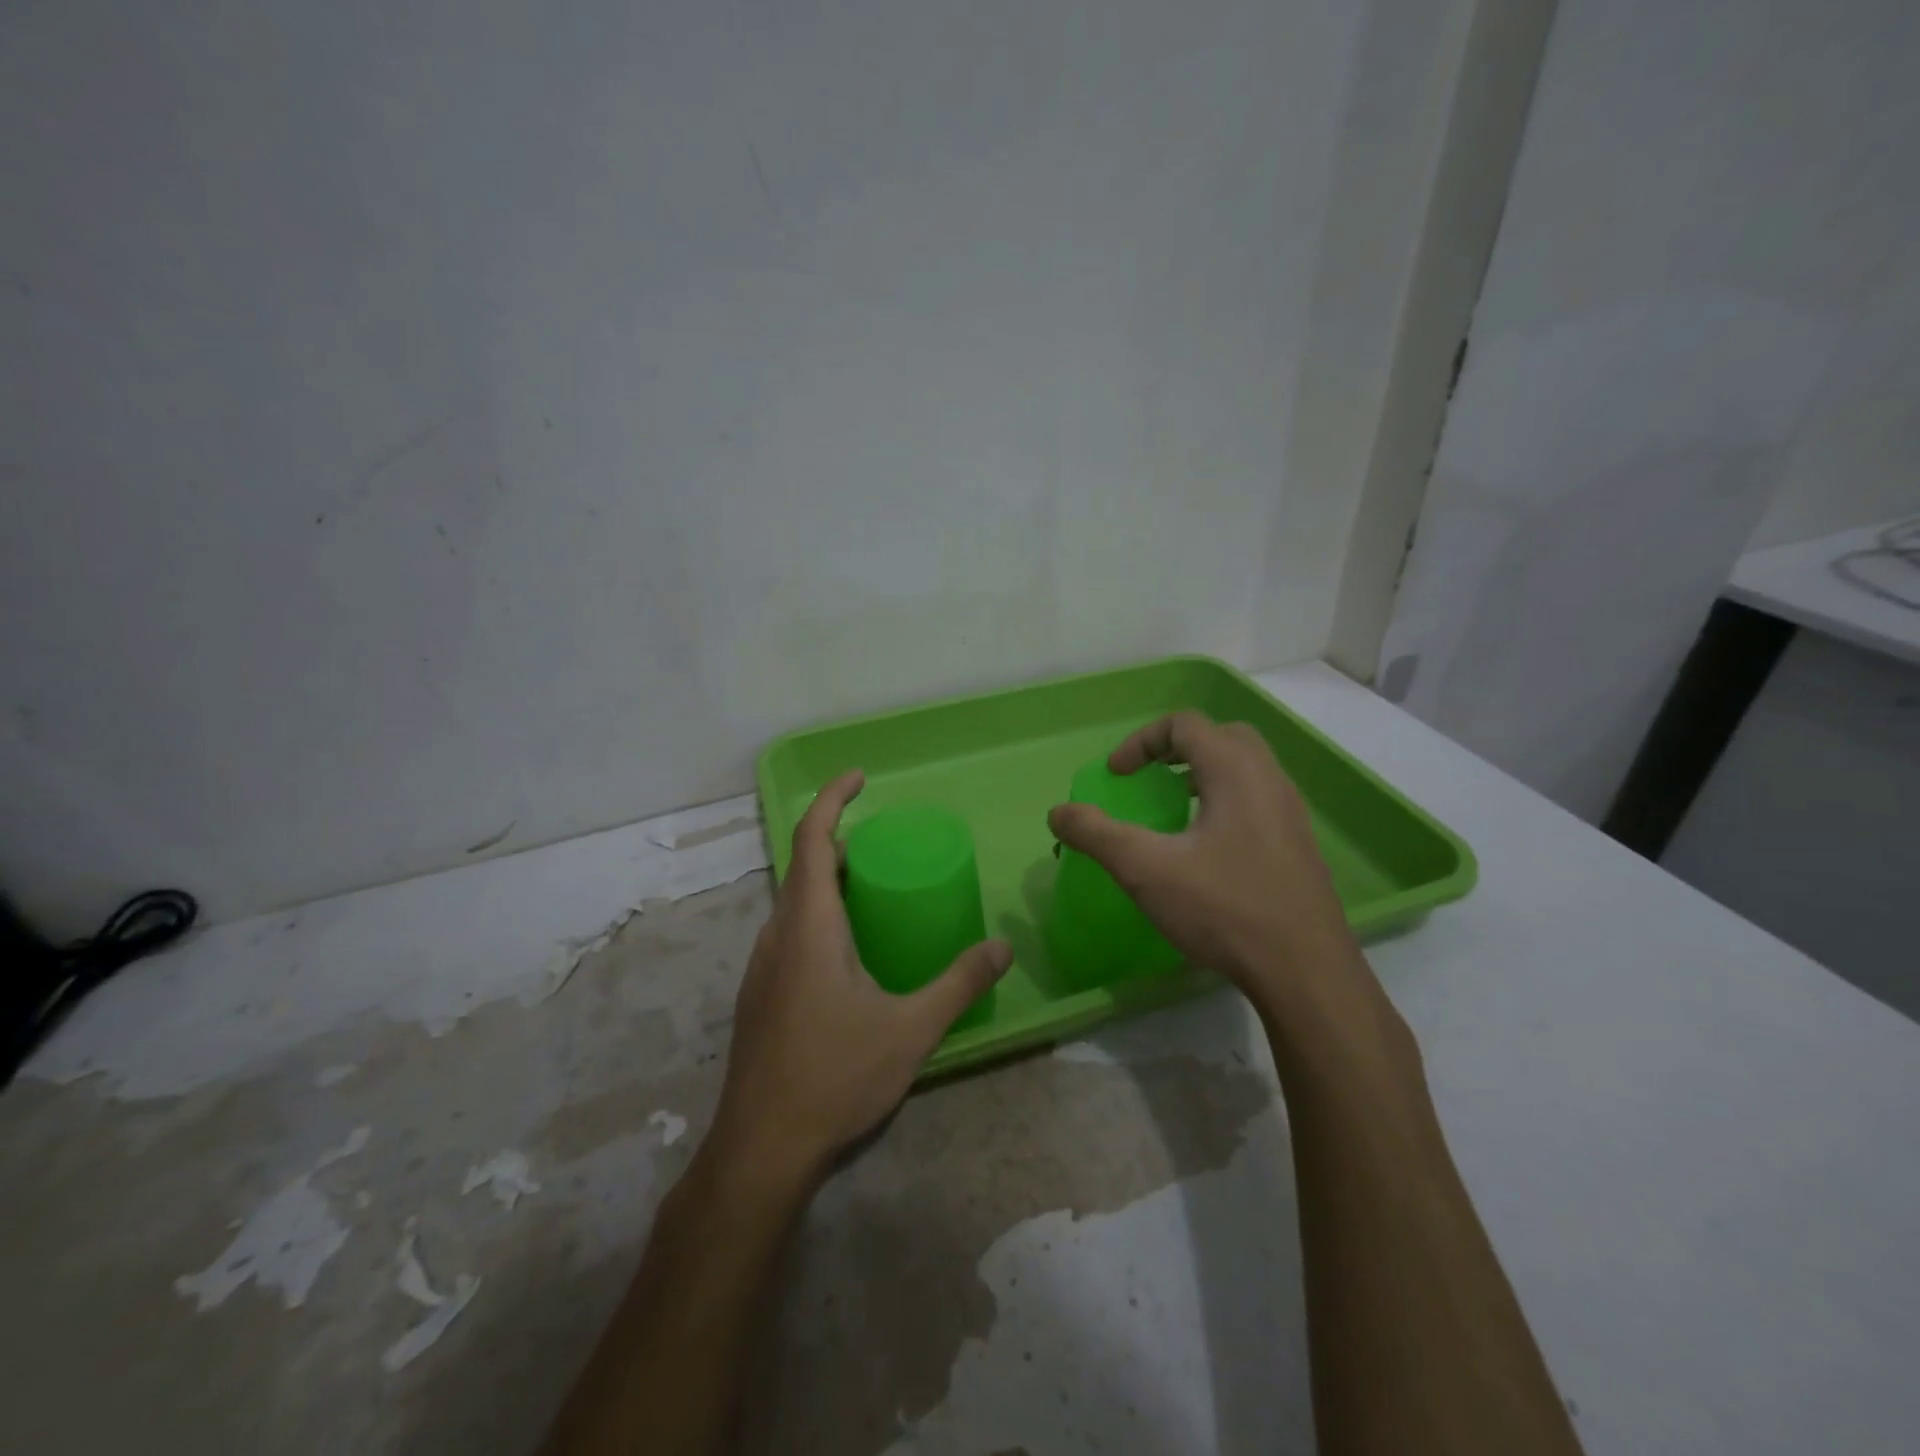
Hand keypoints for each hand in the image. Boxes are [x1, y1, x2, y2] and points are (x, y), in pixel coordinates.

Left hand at [707, 771, 1011, 1191]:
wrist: (761, 1149)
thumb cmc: (834, 1076)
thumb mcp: (910, 1030)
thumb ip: (958, 984)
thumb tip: (1003, 948)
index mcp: (809, 926)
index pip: (812, 839)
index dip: (833, 799)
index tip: (860, 777)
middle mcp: (777, 934)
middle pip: (803, 866)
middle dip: (839, 840)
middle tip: (886, 843)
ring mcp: (763, 965)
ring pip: (794, 901)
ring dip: (828, 880)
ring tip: (873, 888)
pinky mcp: (761, 993)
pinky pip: (790, 930)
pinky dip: (819, 914)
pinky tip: (849, 950)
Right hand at [1047, 711, 1363, 1020]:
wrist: (1306, 972)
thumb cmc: (1224, 909)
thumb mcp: (1146, 870)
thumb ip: (1097, 834)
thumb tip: (1058, 812)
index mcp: (1235, 771)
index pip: (1184, 724)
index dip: (1141, 741)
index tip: (1116, 776)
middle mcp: (1269, 779)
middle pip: (1220, 735)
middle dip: (1176, 749)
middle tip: (1149, 780)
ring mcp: (1290, 812)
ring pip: (1244, 768)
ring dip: (1202, 774)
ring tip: (1173, 810)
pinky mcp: (1299, 844)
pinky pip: (1257, 798)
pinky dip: (1224, 800)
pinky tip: (1205, 849)